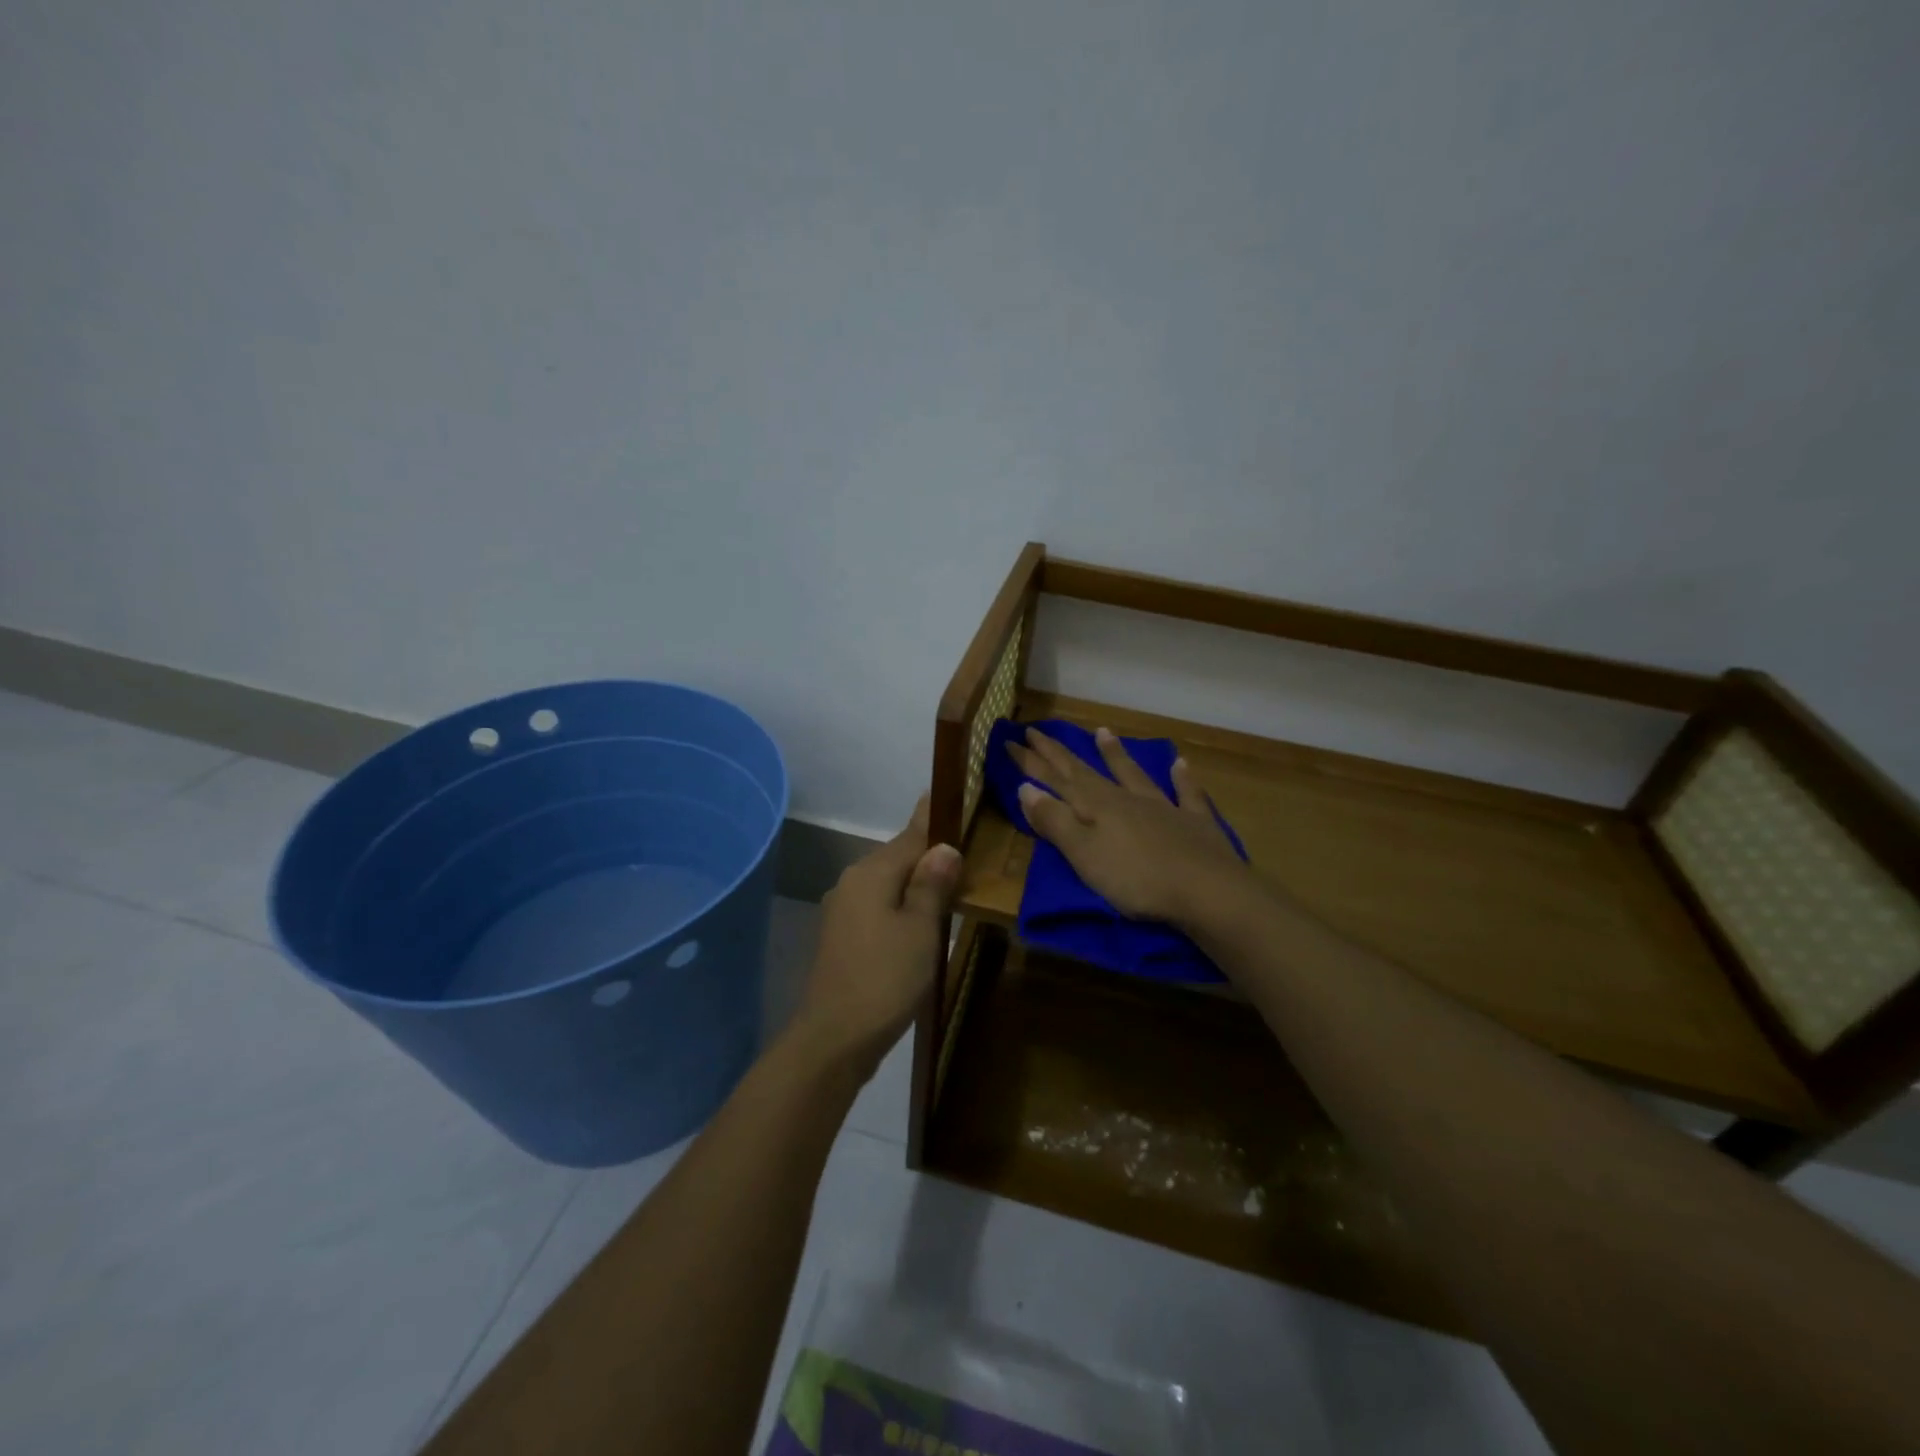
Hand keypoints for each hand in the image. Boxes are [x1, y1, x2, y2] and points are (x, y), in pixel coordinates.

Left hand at [790, 795, 959, 1075]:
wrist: (834, 1038)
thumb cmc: (885, 978)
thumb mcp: (920, 929)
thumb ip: (932, 885)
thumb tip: (944, 847)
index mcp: (872, 873)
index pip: (911, 835)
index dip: (933, 818)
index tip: (949, 795)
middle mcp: (852, 882)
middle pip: (897, 857)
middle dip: (929, 853)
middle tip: (966, 849)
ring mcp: (842, 910)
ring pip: (888, 883)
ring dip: (916, 882)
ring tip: (951, 882)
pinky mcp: (842, 936)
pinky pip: (878, 906)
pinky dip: (901, 905)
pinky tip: (920, 918)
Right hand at [1008, 727, 1249, 927]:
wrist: (1207, 891)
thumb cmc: (1136, 879)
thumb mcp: (1083, 854)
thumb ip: (1055, 821)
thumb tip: (1025, 788)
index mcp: (1097, 807)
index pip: (1057, 779)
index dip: (1032, 762)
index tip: (1011, 740)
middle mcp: (1126, 799)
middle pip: (1086, 772)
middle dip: (1059, 754)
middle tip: (1037, 731)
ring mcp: (1163, 808)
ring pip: (1133, 775)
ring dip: (1116, 754)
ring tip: (1103, 732)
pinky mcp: (1194, 824)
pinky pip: (1186, 794)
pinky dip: (1182, 778)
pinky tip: (1181, 764)